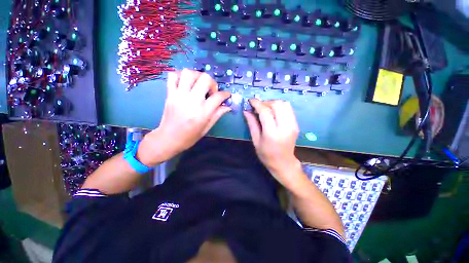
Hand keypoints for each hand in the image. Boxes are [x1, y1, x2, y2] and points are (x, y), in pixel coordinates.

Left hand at [137, 69, 230, 165]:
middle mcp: (192, 100)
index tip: (226, 95)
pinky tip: (185, 84)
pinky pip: (172, 76)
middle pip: (205, 79)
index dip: (225, 94)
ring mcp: (179, 95)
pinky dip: (180, 76)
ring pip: (188, 73)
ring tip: (199, 85)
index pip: (218, 96)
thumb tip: (228, 106)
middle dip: (212, 83)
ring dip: (197, 76)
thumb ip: (218, 114)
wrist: (168, 139)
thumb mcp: (207, 127)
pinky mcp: (169, 94)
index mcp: (203, 112)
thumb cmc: (190, 136)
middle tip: (211, 91)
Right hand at [244, 99, 301, 185]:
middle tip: (258, 107)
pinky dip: (280, 107)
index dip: (257, 104)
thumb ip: (251, 124)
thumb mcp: (256, 140)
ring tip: (266, 109)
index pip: (265, 112)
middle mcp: (285, 127)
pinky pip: (289, 109)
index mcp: (272, 133)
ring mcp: (293, 125)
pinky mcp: (296, 125)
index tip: (251, 101)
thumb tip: (246, 111)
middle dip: (266, 102)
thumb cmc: (266, 155)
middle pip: (277, 105)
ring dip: (273, 103)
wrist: (283, 163)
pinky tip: (273, 112)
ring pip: (285, 104)